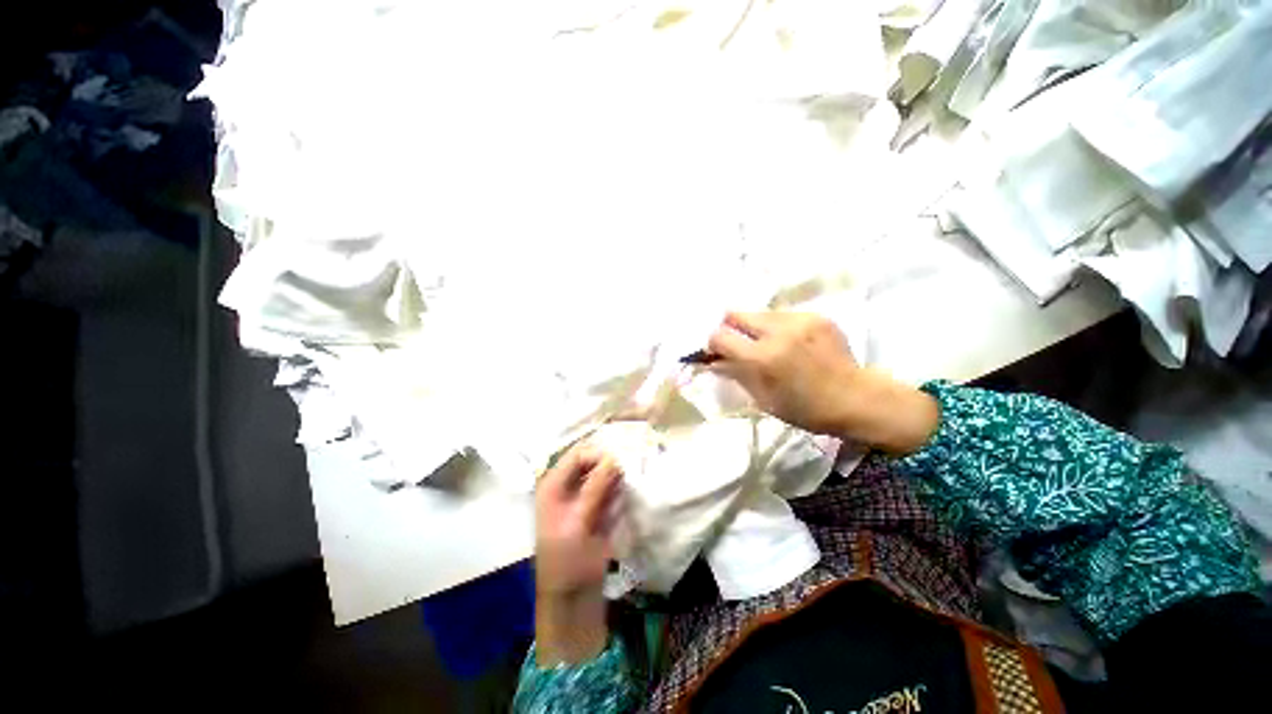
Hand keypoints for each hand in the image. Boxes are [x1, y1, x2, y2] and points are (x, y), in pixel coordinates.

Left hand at [533, 444, 622, 663]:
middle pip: (591, 462)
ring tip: (629, 481)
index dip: (598, 455)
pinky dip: (619, 488)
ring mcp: (583, 497)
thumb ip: (596, 486)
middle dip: (610, 463)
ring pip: (603, 474)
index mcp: (554, 485)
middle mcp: (567, 486)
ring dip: (617, 475)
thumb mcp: (579, 520)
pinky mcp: (596, 508)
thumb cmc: (567, 558)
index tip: (620, 463)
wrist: (573, 595)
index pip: (578, 455)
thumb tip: (614, 457)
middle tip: (629, 468)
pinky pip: (610, 489)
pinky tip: (627, 493)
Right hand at [707, 311, 861, 434]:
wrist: (857, 399)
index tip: (718, 352)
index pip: (720, 336)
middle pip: (735, 314)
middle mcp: (777, 331)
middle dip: (730, 328)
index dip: (713, 344)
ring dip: (756, 327)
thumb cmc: (805, 409)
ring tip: (770, 345)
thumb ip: (736, 374)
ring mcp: (799, 320)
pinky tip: (792, 343)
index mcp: (762, 357)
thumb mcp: (763, 398)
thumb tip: (713, 361)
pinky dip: (779, 327)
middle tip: (739, 344)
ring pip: (760, 313)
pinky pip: (784, 315)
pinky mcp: (816, 316)